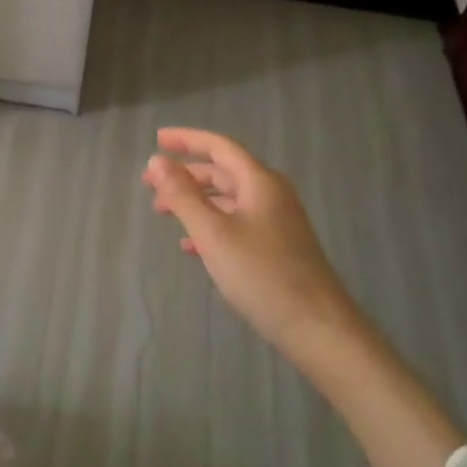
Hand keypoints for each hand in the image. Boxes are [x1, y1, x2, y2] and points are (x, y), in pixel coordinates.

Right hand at [142, 128, 356, 350]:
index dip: (186, 140)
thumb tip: (156, 161)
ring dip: (195, 201)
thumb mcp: (213, 233)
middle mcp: (270, 194)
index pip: (219, 146)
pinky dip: (210, 226)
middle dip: (185, 175)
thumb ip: (183, 195)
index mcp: (259, 181)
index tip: (157, 140)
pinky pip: (236, 223)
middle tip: (150, 185)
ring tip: (164, 213)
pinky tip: (190, 246)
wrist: (316, 326)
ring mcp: (276, 221)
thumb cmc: (261, 274)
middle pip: (222, 171)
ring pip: (228, 199)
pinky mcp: (276, 247)